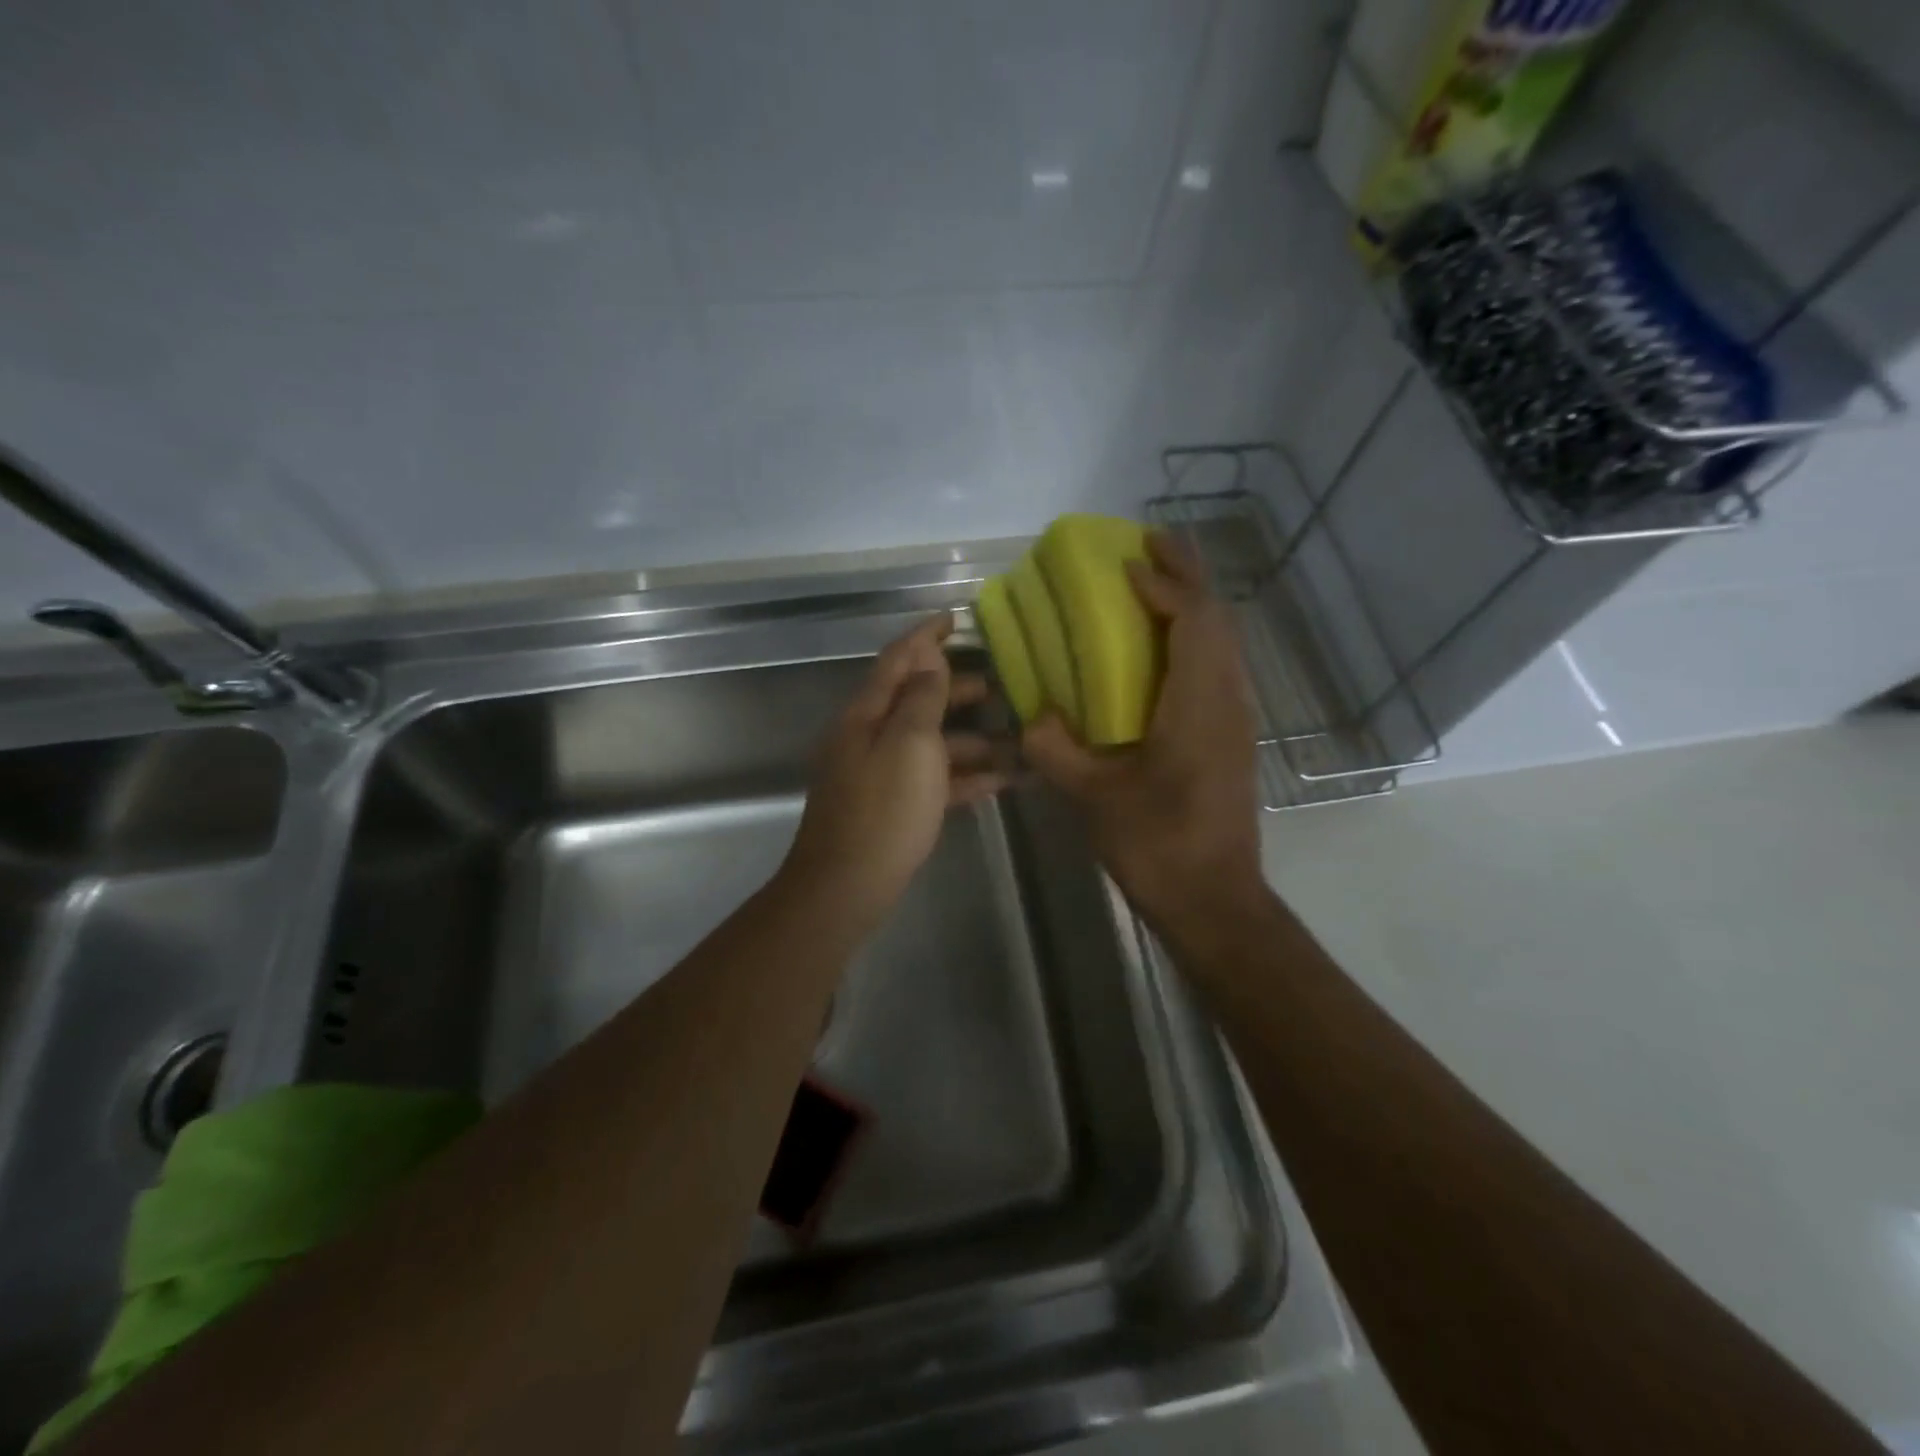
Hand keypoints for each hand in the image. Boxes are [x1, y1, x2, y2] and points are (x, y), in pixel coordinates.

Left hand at [784, 613, 1008, 925]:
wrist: (846, 886)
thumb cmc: (883, 809)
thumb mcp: (909, 744)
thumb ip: (921, 698)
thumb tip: (928, 659)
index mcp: (866, 714)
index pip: (897, 660)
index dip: (925, 636)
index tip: (954, 618)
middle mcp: (869, 737)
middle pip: (915, 701)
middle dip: (955, 690)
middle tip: (999, 686)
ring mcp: (879, 774)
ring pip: (929, 744)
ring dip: (969, 740)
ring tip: (1014, 740)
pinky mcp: (892, 807)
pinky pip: (932, 781)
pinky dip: (963, 777)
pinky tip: (1000, 782)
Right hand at [1022, 533, 1268, 934]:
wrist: (1214, 900)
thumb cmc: (1157, 845)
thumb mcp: (1094, 797)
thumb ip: (1056, 749)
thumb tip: (1031, 717)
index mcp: (1198, 705)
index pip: (1193, 620)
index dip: (1163, 584)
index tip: (1125, 565)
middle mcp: (1227, 700)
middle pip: (1218, 618)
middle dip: (1187, 574)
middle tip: (1148, 545)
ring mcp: (1236, 718)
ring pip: (1224, 640)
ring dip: (1193, 604)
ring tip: (1155, 582)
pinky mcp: (1232, 736)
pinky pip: (1219, 665)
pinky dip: (1195, 637)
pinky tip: (1163, 647)